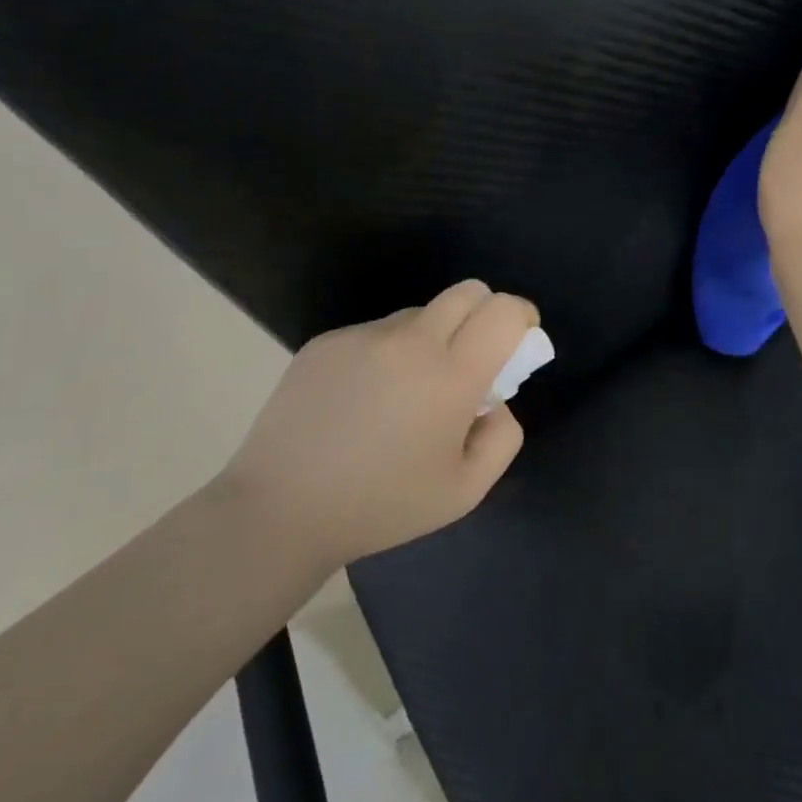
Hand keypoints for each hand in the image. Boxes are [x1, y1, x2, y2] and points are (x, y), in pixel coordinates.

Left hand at [221, 281, 538, 570]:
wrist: (279, 510)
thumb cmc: (381, 506)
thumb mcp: (465, 491)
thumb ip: (502, 437)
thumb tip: (494, 400)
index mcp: (450, 376)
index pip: (503, 311)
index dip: (521, 316)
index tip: (520, 339)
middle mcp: (409, 341)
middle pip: (468, 291)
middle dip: (485, 313)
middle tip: (472, 359)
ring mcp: (363, 337)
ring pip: (419, 314)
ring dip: (432, 338)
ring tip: (405, 394)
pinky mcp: (326, 341)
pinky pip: (376, 333)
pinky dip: (387, 354)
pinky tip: (361, 401)